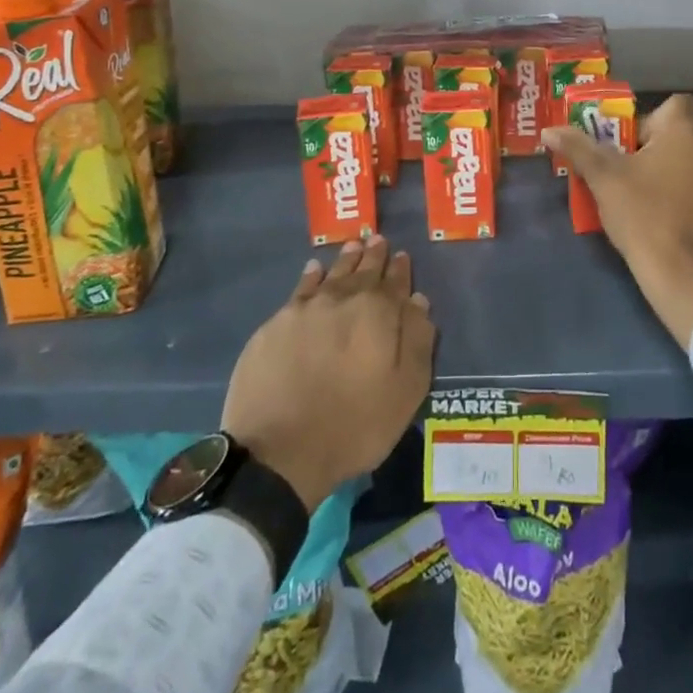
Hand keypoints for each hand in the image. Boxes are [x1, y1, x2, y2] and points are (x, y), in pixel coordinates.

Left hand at [221, 235, 435, 512]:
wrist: (278, 453)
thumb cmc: (354, 426)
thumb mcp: (405, 392)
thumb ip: (417, 341)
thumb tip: (418, 301)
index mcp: (378, 312)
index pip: (395, 282)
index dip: (400, 269)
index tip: (402, 256)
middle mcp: (342, 299)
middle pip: (362, 270)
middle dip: (373, 255)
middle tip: (377, 240)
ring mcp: (305, 309)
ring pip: (331, 274)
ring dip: (345, 260)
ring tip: (353, 247)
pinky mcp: (275, 325)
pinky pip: (300, 289)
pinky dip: (311, 276)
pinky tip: (314, 270)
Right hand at [544, 93, 692, 347]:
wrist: (684, 275)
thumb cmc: (642, 215)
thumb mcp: (603, 179)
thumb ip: (578, 148)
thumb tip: (549, 130)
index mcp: (685, 132)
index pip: (676, 104)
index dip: (653, 120)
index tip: (633, 145)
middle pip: (685, 135)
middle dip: (661, 149)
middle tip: (634, 175)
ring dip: (680, 173)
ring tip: (654, 200)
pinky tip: (676, 223)